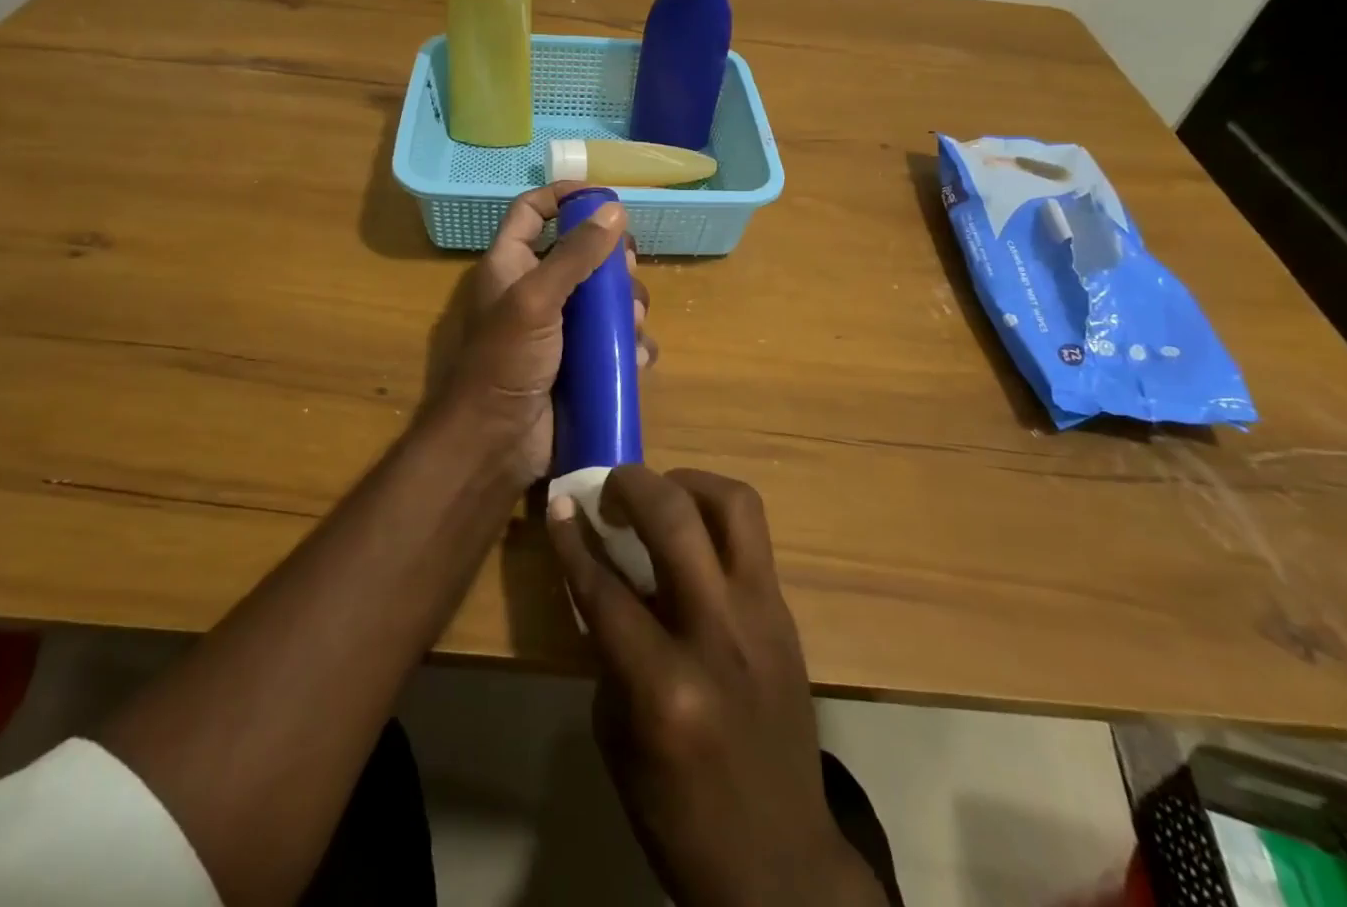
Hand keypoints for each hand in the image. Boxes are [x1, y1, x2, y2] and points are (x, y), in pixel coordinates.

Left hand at [448, 182, 651, 482]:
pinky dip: (629, 345)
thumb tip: (614, 210)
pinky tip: (635, 357)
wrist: (497, 443)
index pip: (532, 212)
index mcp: (511, 265)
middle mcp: (536, 290)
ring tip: (633, 323)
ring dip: (627, 306)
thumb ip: (575, 255)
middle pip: (582, 254)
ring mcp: (560, 328)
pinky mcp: (580, 362)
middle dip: (612, 260)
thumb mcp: (536, 299)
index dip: (563, 196)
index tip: (604, 195)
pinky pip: (614, 341)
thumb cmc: (506, 361)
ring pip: (605, 299)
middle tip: (628, 268)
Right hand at [548, 467, 888, 906]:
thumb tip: (601, 574)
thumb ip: (609, 647)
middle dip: (633, 485)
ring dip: (689, 483)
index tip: (559, 502)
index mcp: (664, 688)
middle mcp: (718, 636)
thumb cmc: (680, 813)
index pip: (605, 590)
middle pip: (675, 521)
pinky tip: (694, 534)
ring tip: (662, 493)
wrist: (782, 863)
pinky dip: (716, 516)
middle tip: (612, 487)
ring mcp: (763, 616)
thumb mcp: (618, 738)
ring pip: (734, 506)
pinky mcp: (787, 612)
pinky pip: (752, 536)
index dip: (574, 539)